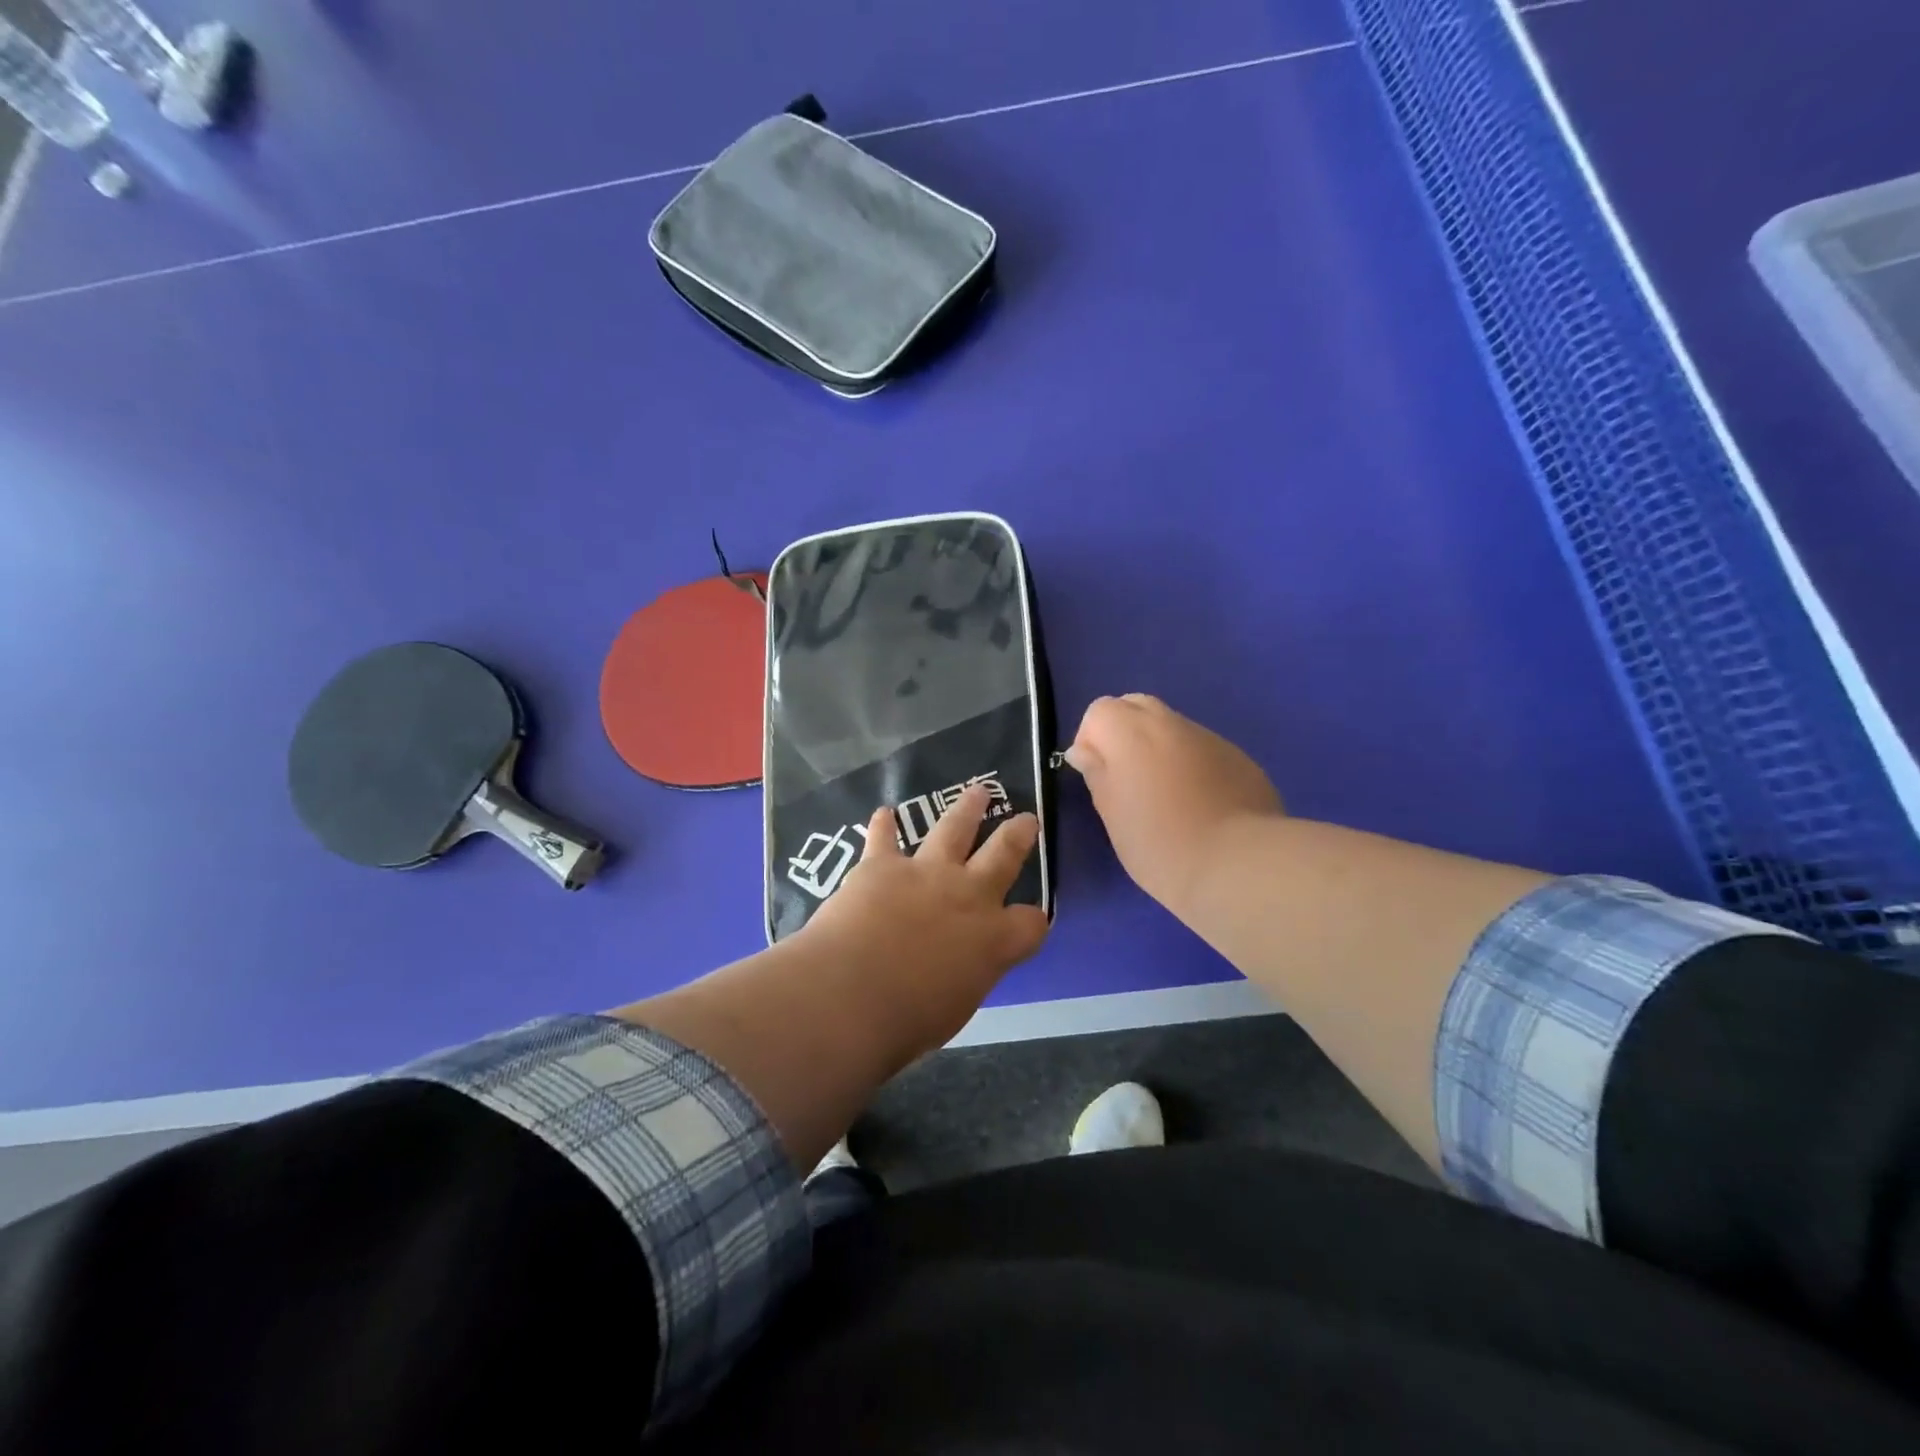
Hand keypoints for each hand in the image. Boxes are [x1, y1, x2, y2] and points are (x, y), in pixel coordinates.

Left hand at [799, 786, 1049, 1053]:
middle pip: (1003, 855)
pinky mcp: (882, 865)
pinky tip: (883, 813)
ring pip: (954, 829)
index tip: (1030, 920)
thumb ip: (963, 976)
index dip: (1033, 920)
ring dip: (966, 809)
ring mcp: (925, 873)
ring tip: (977, 792)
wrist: (851, 994)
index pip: (1031, 923)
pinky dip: (883, 826)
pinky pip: (884, 838)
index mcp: (993, 940)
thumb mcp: (954, 1007)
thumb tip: (956, 970)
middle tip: (1026, 819)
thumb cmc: (906, 1020)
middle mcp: (968, 896)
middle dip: (1018, 835)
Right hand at [1065, 694, 1283, 912]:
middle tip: (1126, 779)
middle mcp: (1170, 723)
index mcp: (1131, 732)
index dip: (1091, 739)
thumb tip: (1084, 751)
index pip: (1100, 710)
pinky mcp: (1239, 758)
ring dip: (1159, 749)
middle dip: (1124, 733)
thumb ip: (1096, 774)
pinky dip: (1191, 765)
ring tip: (1165, 797)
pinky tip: (1199, 805)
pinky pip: (1202, 750)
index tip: (1096, 776)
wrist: (1238, 864)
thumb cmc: (1160, 844)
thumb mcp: (1112, 814)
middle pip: (1136, 706)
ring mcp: (1210, 738)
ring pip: (1172, 728)